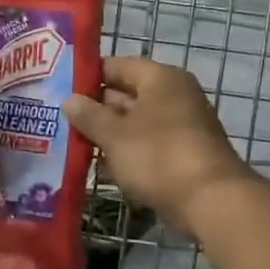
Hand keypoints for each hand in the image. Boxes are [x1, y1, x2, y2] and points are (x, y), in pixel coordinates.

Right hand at [64, 56, 254, 239]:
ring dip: (108, 136)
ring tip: (71, 144)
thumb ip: (89, 115)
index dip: (88, 76)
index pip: (117, 66)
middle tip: (60, 119)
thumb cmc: (158, 156)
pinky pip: (146, 148)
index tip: (60, 88)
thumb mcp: (114, 135)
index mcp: (161, 80)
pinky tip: (100, 169)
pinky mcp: (182, 157)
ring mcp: (181, 128)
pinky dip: (126, 155)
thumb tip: (69, 100)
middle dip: (95, 110)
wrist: (209, 202)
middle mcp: (174, 97)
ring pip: (135, 125)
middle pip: (126, 96)